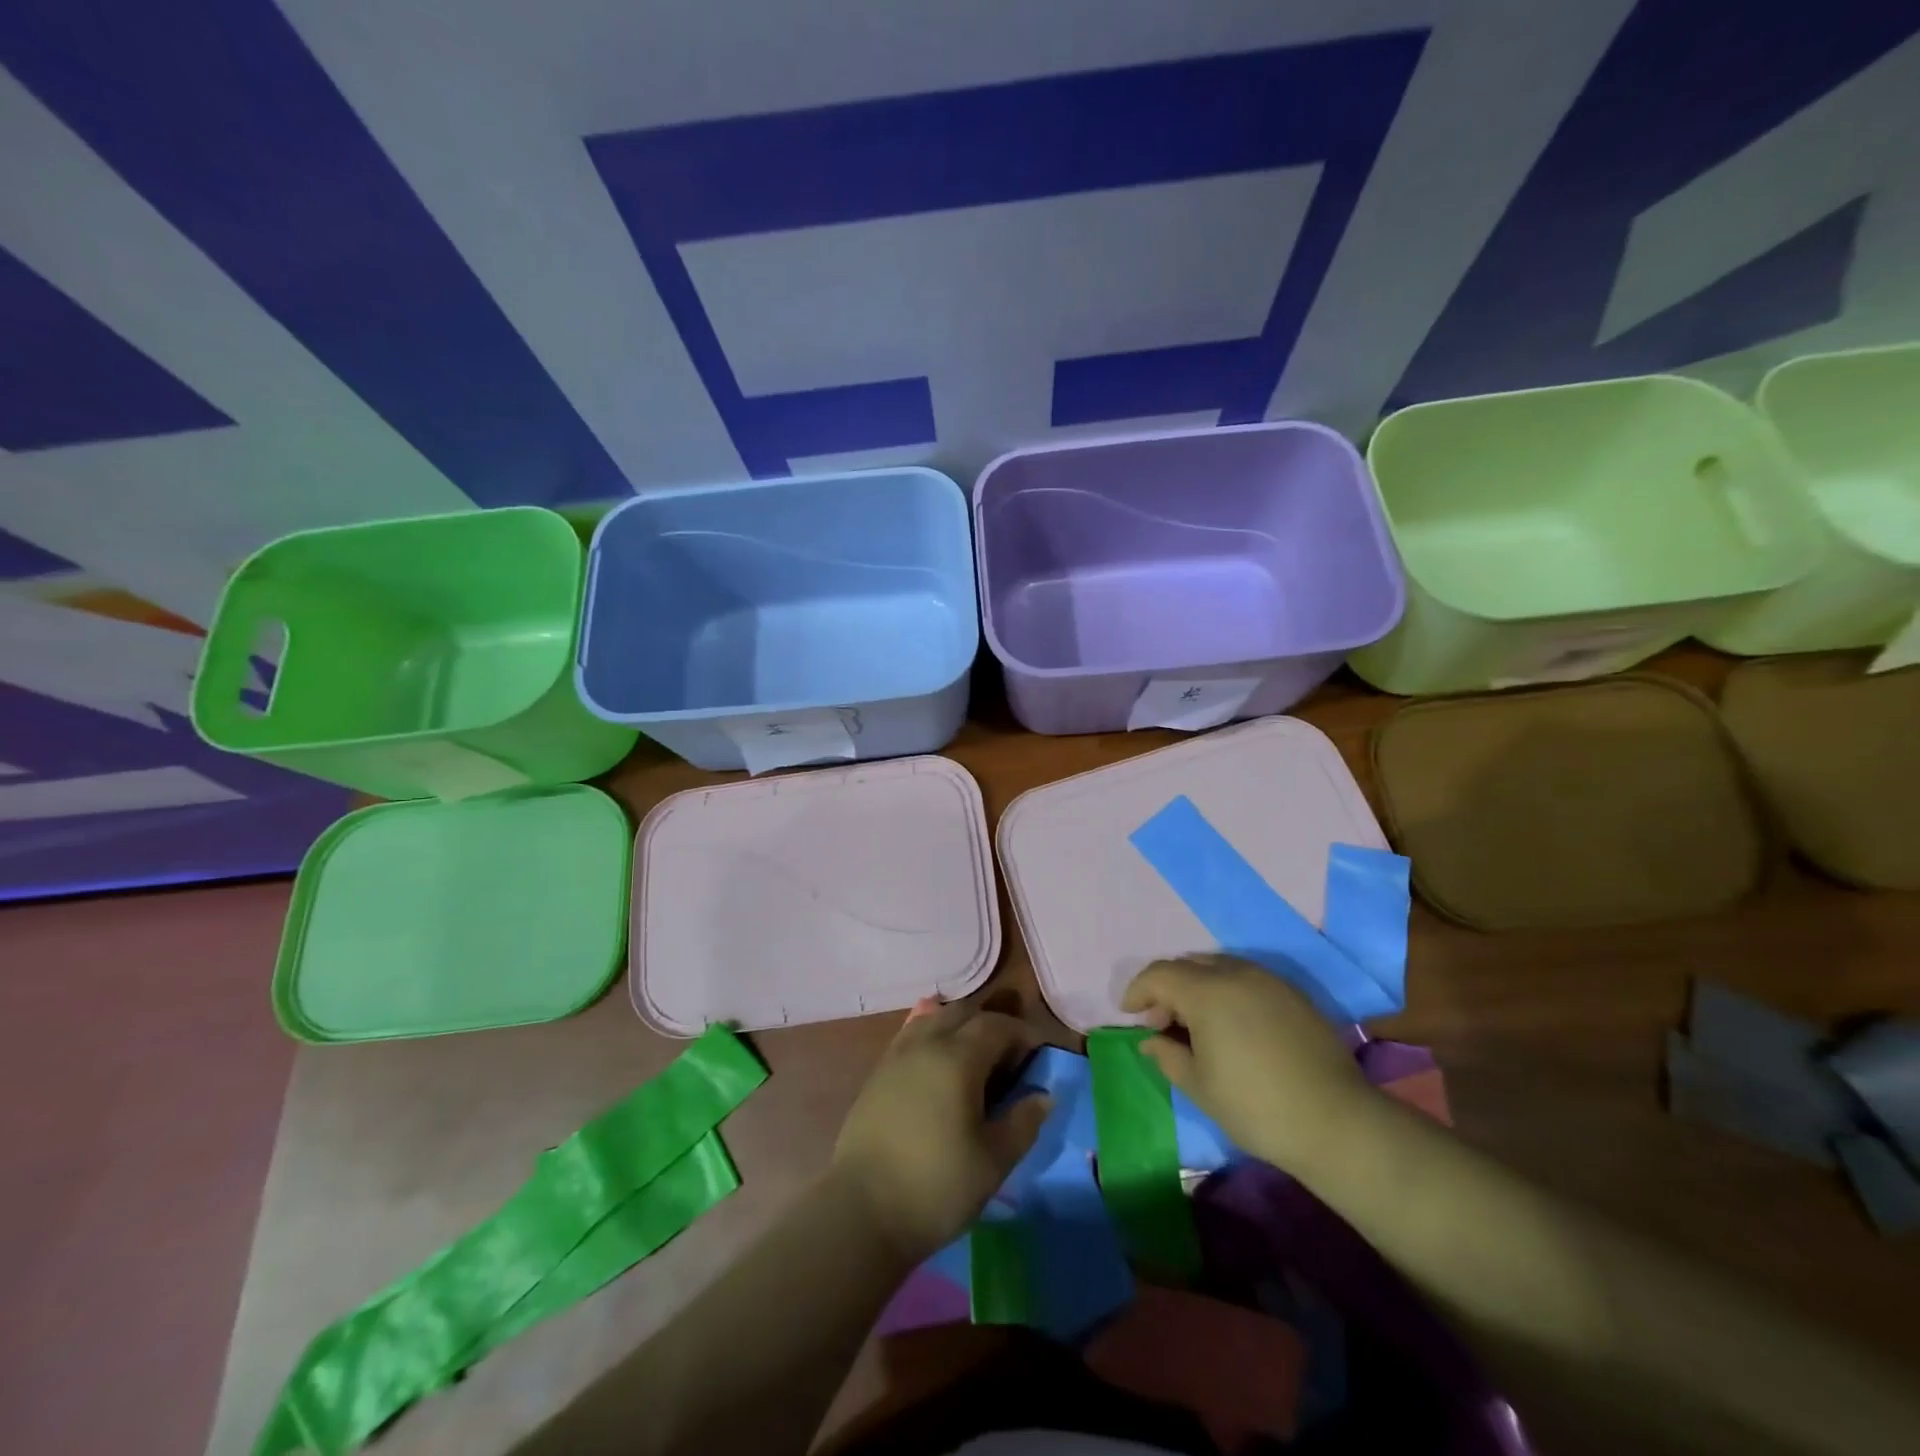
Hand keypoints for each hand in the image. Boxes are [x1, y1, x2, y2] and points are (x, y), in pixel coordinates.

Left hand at [830, 1001, 1049, 1263]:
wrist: (862, 1212)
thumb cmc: (937, 1187)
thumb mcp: (994, 1162)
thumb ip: (1024, 1123)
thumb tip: (1044, 1095)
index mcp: (958, 1058)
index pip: (996, 1025)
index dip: (1020, 1034)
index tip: (1035, 1058)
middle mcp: (926, 1043)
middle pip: (964, 1013)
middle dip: (990, 1026)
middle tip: (1006, 1061)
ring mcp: (897, 1055)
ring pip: (934, 1019)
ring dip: (959, 1028)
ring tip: (973, 1063)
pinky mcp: (877, 1073)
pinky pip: (911, 1036)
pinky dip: (932, 1039)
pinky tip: (938, 1068)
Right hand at [1122, 954, 1375, 1172]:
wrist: (1336, 1123)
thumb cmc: (1255, 1106)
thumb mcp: (1199, 1086)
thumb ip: (1166, 1055)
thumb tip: (1149, 1039)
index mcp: (1206, 992)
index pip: (1159, 974)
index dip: (1137, 990)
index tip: (1129, 1014)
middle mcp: (1236, 974)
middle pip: (1188, 965)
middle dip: (1167, 987)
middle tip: (1161, 1022)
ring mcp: (1269, 981)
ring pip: (1219, 967)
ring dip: (1197, 986)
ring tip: (1196, 1023)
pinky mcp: (1293, 995)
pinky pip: (1247, 978)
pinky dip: (1227, 990)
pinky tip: (1231, 1024)